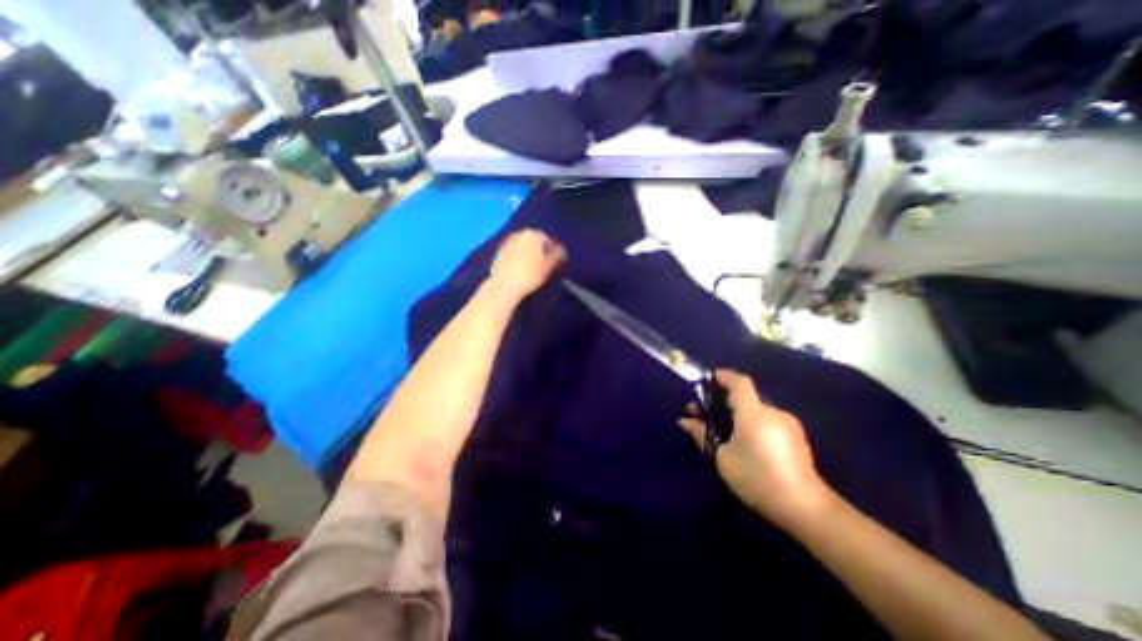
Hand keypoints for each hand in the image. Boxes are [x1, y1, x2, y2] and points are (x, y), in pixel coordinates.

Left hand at [487, 228, 566, 300]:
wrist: (504, 286)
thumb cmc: (530, 274)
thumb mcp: (549, 266)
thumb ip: (558, 255)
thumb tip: (561, 250)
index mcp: (532, 234)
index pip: (547, 240)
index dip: (552, 252)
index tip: (553, 263)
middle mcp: (518, 234)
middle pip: (533, 242)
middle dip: (538, 252)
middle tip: (543, 266)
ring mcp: (506, 243)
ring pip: (522, 248)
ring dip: (527, 255)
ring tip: (531, 270)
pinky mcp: (498, 253)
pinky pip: (512, 254)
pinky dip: (517, 260)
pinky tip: (519, 271)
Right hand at [680, 370, 837, 526]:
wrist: (806, 508)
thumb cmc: (757, 478)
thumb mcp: (722, 457)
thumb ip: (703, 434)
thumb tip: (685, 421)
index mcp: (753, 412)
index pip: (739, 382)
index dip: (724, 377)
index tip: (709, 379)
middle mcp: (773, 412)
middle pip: (746, 396)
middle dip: (724, 400)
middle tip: (706, 413)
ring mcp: (789, 424)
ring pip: (757, 410)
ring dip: (739, 413)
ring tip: (725, 429)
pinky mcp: (797, 438)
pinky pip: (768, 421)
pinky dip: (753, 422)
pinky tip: (746, 441)